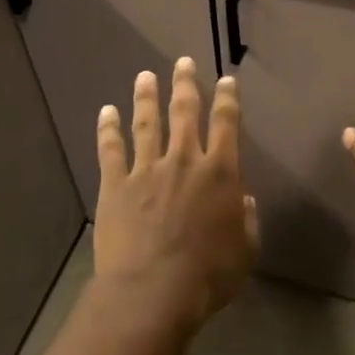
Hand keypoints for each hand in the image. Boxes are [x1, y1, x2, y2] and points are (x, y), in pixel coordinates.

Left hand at [93, 58, 258, 330]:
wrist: (153, 292)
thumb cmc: (208, 276)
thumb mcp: (245, 251)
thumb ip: (247, 221)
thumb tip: (243, 199)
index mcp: (220, 173)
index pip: (226, 124)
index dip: (228, 99)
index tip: (226, 80)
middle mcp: (184, 161)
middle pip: (185, 113)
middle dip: (185, 84)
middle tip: (182, 62)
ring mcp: (147, 169)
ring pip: (147, 123)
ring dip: (146, 97)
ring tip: (145, 76)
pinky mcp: (116, 185)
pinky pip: (111, 149)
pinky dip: (108, 129)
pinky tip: (106, 111)